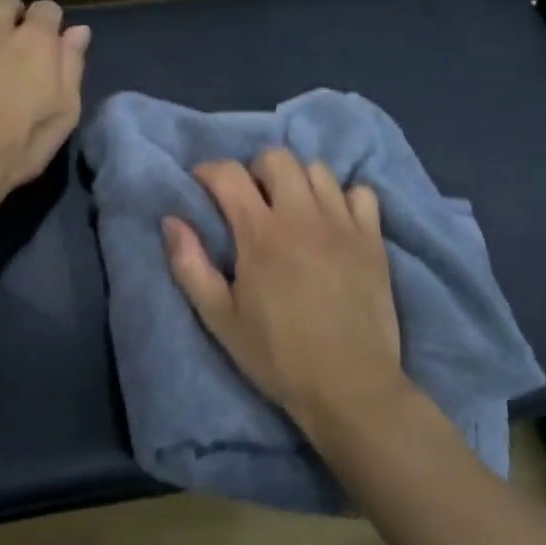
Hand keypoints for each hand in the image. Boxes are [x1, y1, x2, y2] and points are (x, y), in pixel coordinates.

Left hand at [0, 0, 89, 206]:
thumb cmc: (19, 144)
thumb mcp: (64, 113)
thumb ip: (71, 67)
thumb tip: (78, 30)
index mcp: (35, 41)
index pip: (47, 9)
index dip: (49, 21)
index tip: (49, 39)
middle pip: (4, 1)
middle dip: (11, 12)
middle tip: (12, 35)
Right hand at [165, 149, 404, 420]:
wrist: (350, 387)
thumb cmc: (277, 356)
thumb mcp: (219, 318)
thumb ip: (190, 265)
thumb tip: (171, 221)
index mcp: (261, 234)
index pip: (229, 174)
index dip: (208, 172)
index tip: (201, 186)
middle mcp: (303, 217)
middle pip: (277, 157)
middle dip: (254, 169)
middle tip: (249, 201)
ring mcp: (344, 224)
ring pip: (318, 169)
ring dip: (296, 181)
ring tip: (290, 209)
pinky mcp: (373, 239)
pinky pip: (361, 192)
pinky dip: (342, 198)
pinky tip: (332, 222)